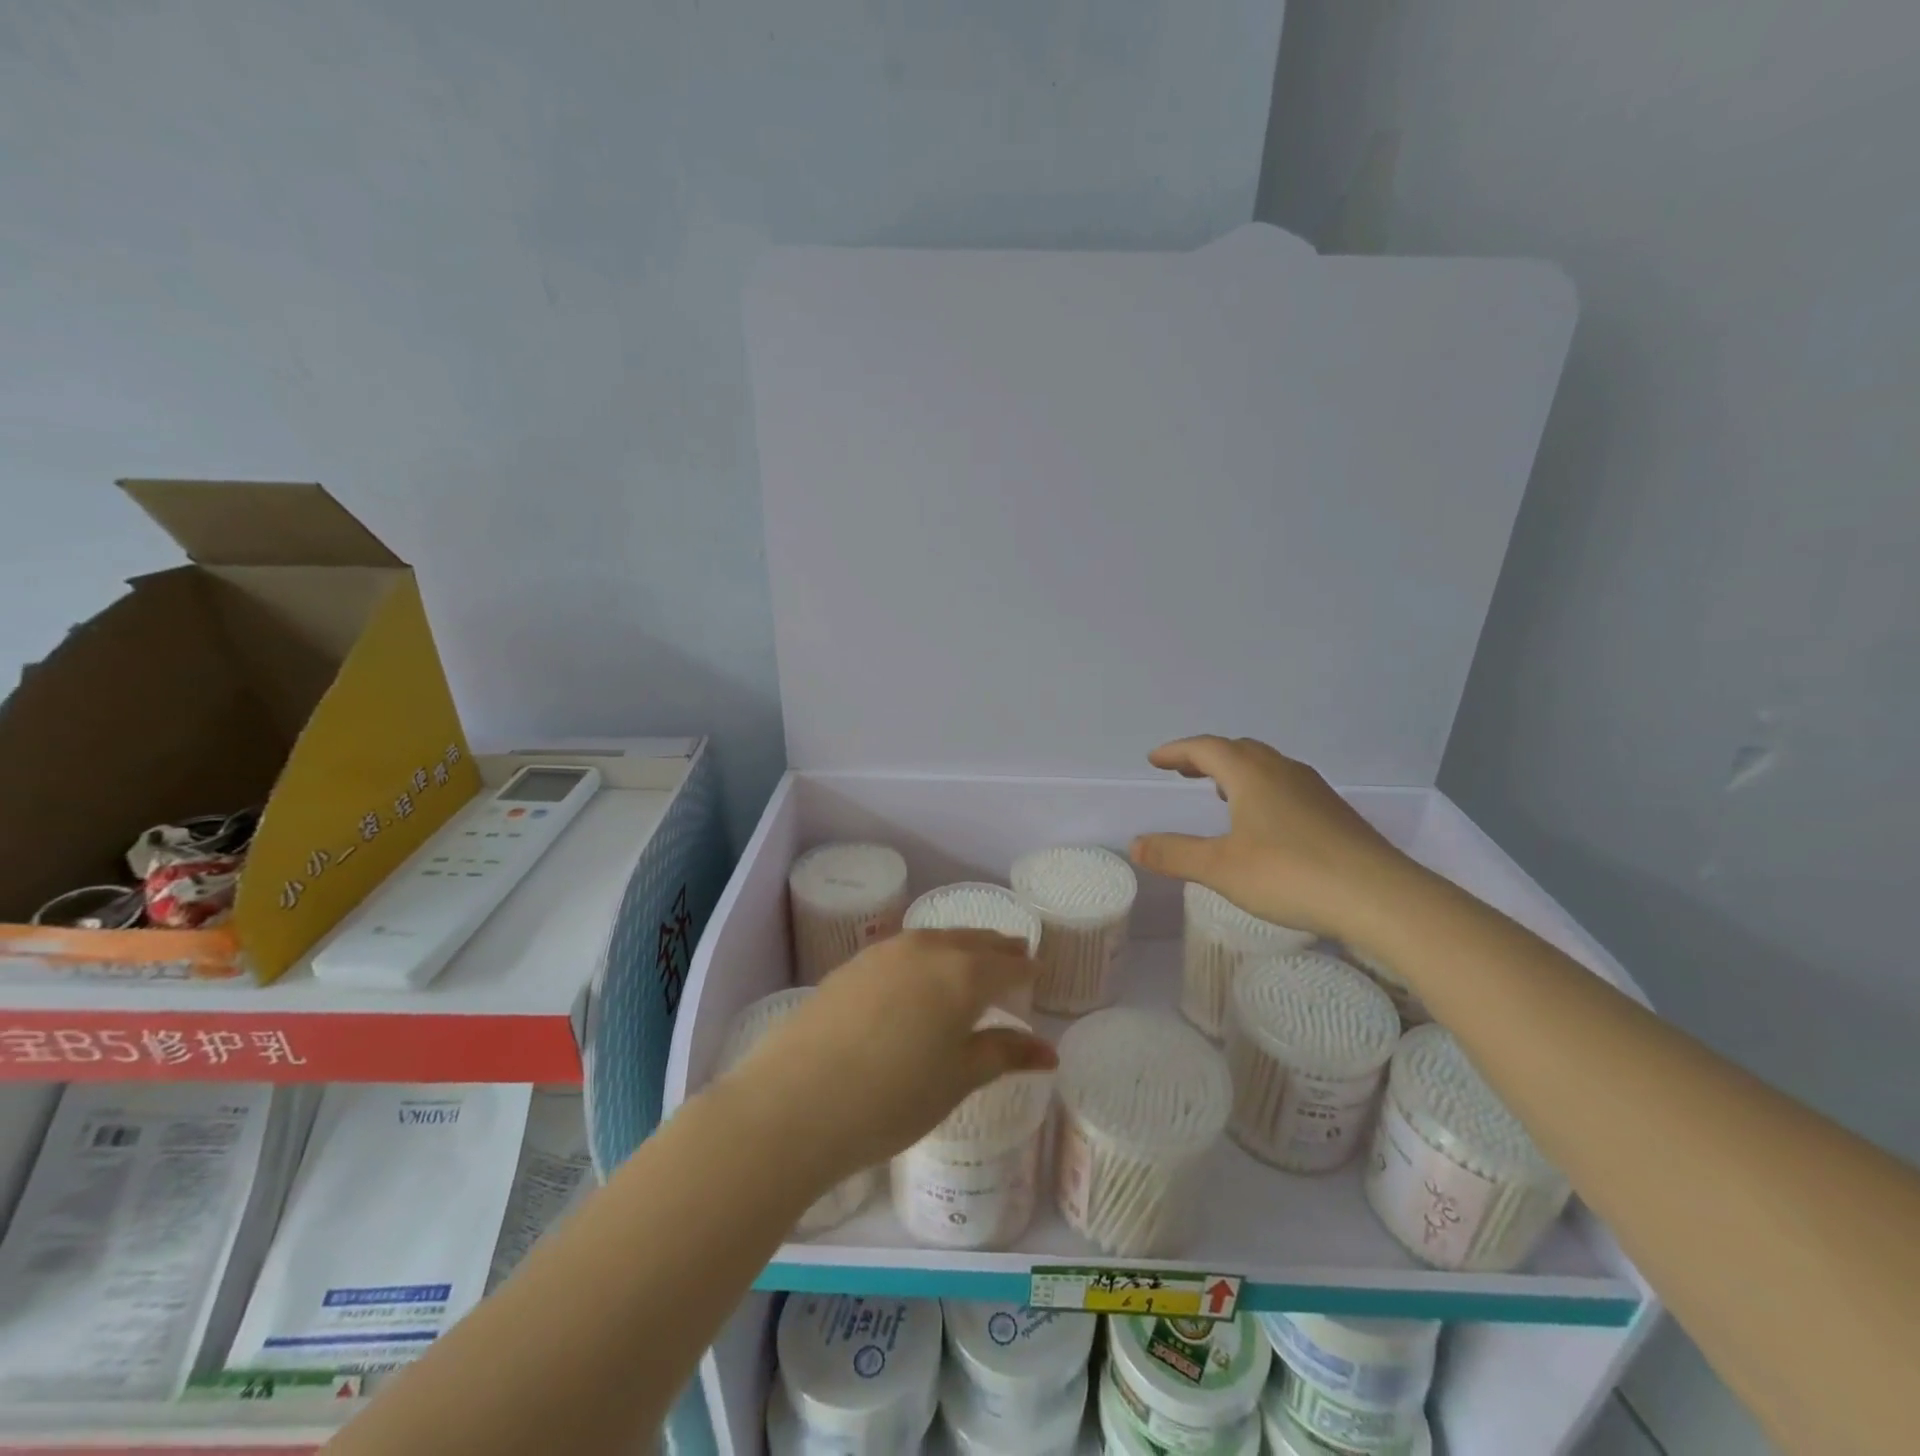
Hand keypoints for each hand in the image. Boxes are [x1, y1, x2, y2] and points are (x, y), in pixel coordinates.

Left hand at [720, 930, 1054, 1185]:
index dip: (1026, 969)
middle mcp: (927, 949)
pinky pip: (903, 950)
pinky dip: (924, 955)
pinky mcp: (851, 965)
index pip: (1007, 965)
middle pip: (973, 941)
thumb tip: (1048, 1050)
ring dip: (959, 946)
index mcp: (962, 974)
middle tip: (1015, 954)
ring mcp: (884, 953)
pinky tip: (917, 975)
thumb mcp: (957, 1079)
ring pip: (936, 939)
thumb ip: (1003, 1054)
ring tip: (970, 960)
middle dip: (997, 948)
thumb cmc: (892, 1098)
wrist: (796, 1100)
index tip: (1038, 972)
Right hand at [1130, 735, 1422, 944]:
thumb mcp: (1221, 868)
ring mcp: (1314, 791)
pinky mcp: (1334, 814)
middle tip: (1182, 771)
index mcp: (1251, 775)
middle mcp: (1283, 772)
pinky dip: (1261, 789)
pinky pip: (1286, 785)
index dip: (1176, 751)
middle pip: (1238, 750)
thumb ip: (1175, 854)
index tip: (1154, 760)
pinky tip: (1263, 821)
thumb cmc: (1291, 874)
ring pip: (1266, 766)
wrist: (1381, 897)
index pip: (1206, 748)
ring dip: (1236, 771)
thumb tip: (1135, 844)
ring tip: (1219, 791)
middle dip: (1205, 757)